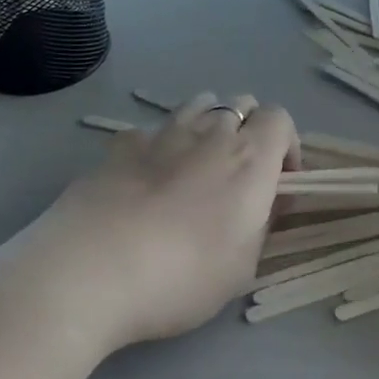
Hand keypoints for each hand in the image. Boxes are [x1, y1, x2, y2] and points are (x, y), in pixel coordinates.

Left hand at [32, 93, 298, 351]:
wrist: (93, 269)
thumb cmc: (182, 275)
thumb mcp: (241, 268)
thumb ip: (259, 227)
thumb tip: (259, 205)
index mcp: (250, 159)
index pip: (280, 119)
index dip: (286, 145)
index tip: (279, 182)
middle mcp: (211, 133)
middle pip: (242, 103)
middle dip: (249, 129)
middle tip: (239, 174)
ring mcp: (163, 132)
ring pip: (199, 104)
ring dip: (208, 124)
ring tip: (197, 164)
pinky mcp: (122, 144)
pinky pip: (153, 130)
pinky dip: (160, 144)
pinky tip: (146, 177)